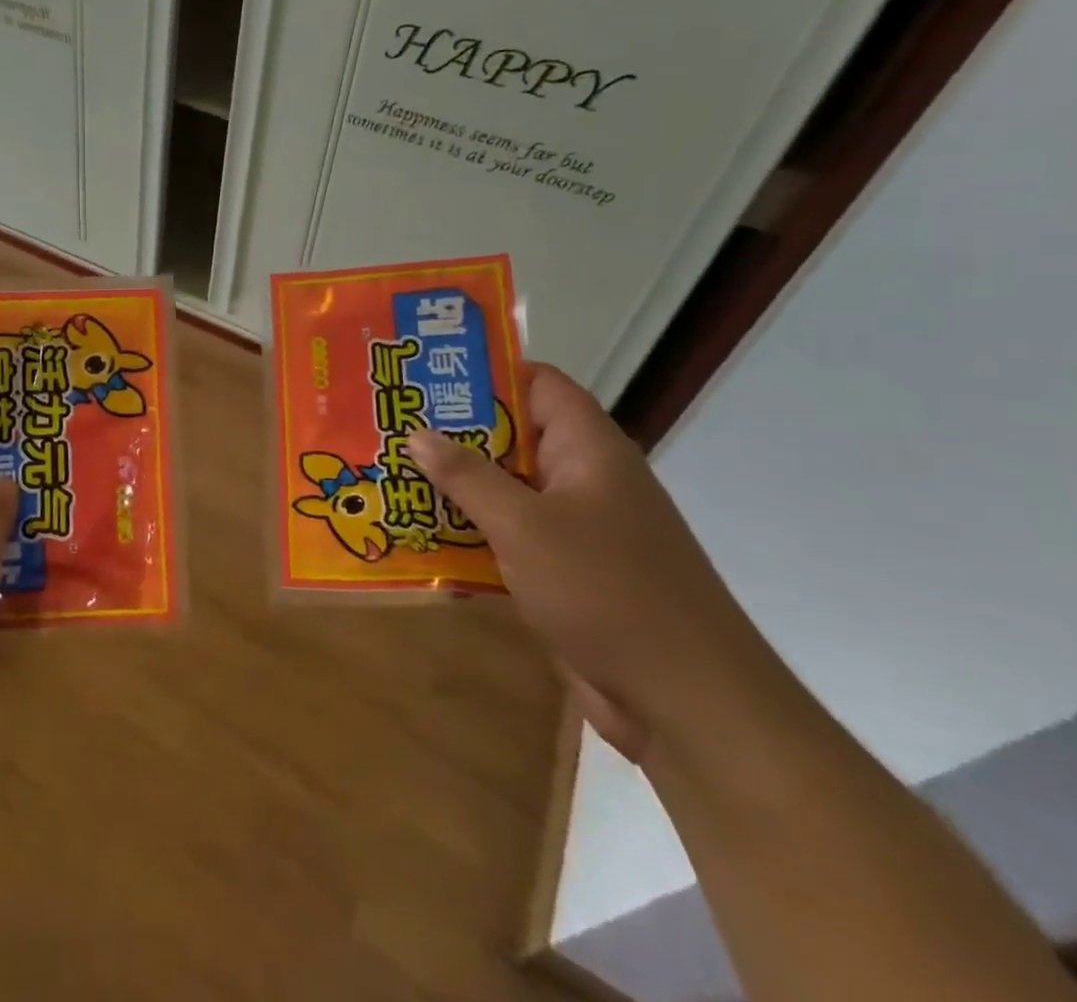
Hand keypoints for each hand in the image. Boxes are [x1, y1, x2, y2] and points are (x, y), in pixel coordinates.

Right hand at [409, 365, 771, 764]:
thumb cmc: (608, 592)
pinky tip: (419, 533)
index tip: (425, 374)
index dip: (486, 372)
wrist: (687, 704)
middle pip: (513, 435)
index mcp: (588, 449)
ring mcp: (576, 527)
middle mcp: (583, 479)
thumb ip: (468, 476)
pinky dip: (470, 530)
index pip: (537, 384)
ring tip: (390, 472)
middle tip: (390, 423)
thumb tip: (417, 433)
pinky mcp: (565, 571)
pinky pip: (508, 534)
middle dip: (453, 431)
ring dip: (455, 485)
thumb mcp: (525, 526)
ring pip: (506, 488)